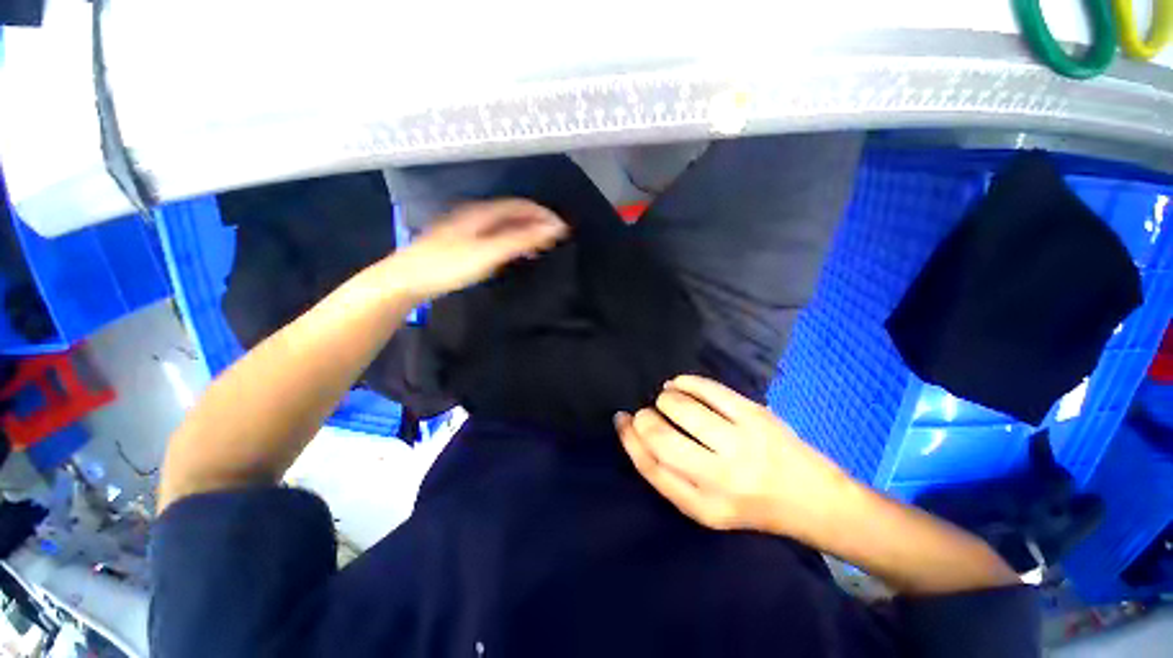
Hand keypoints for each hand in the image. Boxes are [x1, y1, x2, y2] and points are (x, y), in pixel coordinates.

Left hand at [384, 199, 566, 300]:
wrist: (407, 279)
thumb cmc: (449, 265)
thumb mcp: (489, 252)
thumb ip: (521, 240)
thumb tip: (553, 228)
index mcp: (482, 212)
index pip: (520, 205)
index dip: (543, 214)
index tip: (562, 228)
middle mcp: (475, 214)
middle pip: (512, 213)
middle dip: (536, 222)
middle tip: (554, 238)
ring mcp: (467, 228)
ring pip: (503, 224)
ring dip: (524, 232)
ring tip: (540, 246)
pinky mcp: (462, 242)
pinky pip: (495, 235)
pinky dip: (511, 241)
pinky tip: (513, 253)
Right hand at [615, 375, 853, 538]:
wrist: (814, 500)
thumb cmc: (752, 505)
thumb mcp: (707, 508)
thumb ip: (671, 476)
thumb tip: (636, 431)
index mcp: (704, 506)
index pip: (651, 467)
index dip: (629, 439)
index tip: (621, 420)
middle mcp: (721, 478)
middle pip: (662, 438)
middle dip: (644, 418)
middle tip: (645, 412)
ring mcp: (742, 443)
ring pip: (682, 409)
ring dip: (664, 398)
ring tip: (665, 399)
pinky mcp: (756, 416)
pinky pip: (709, 390)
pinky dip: (685, 382)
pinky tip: (678, 384)